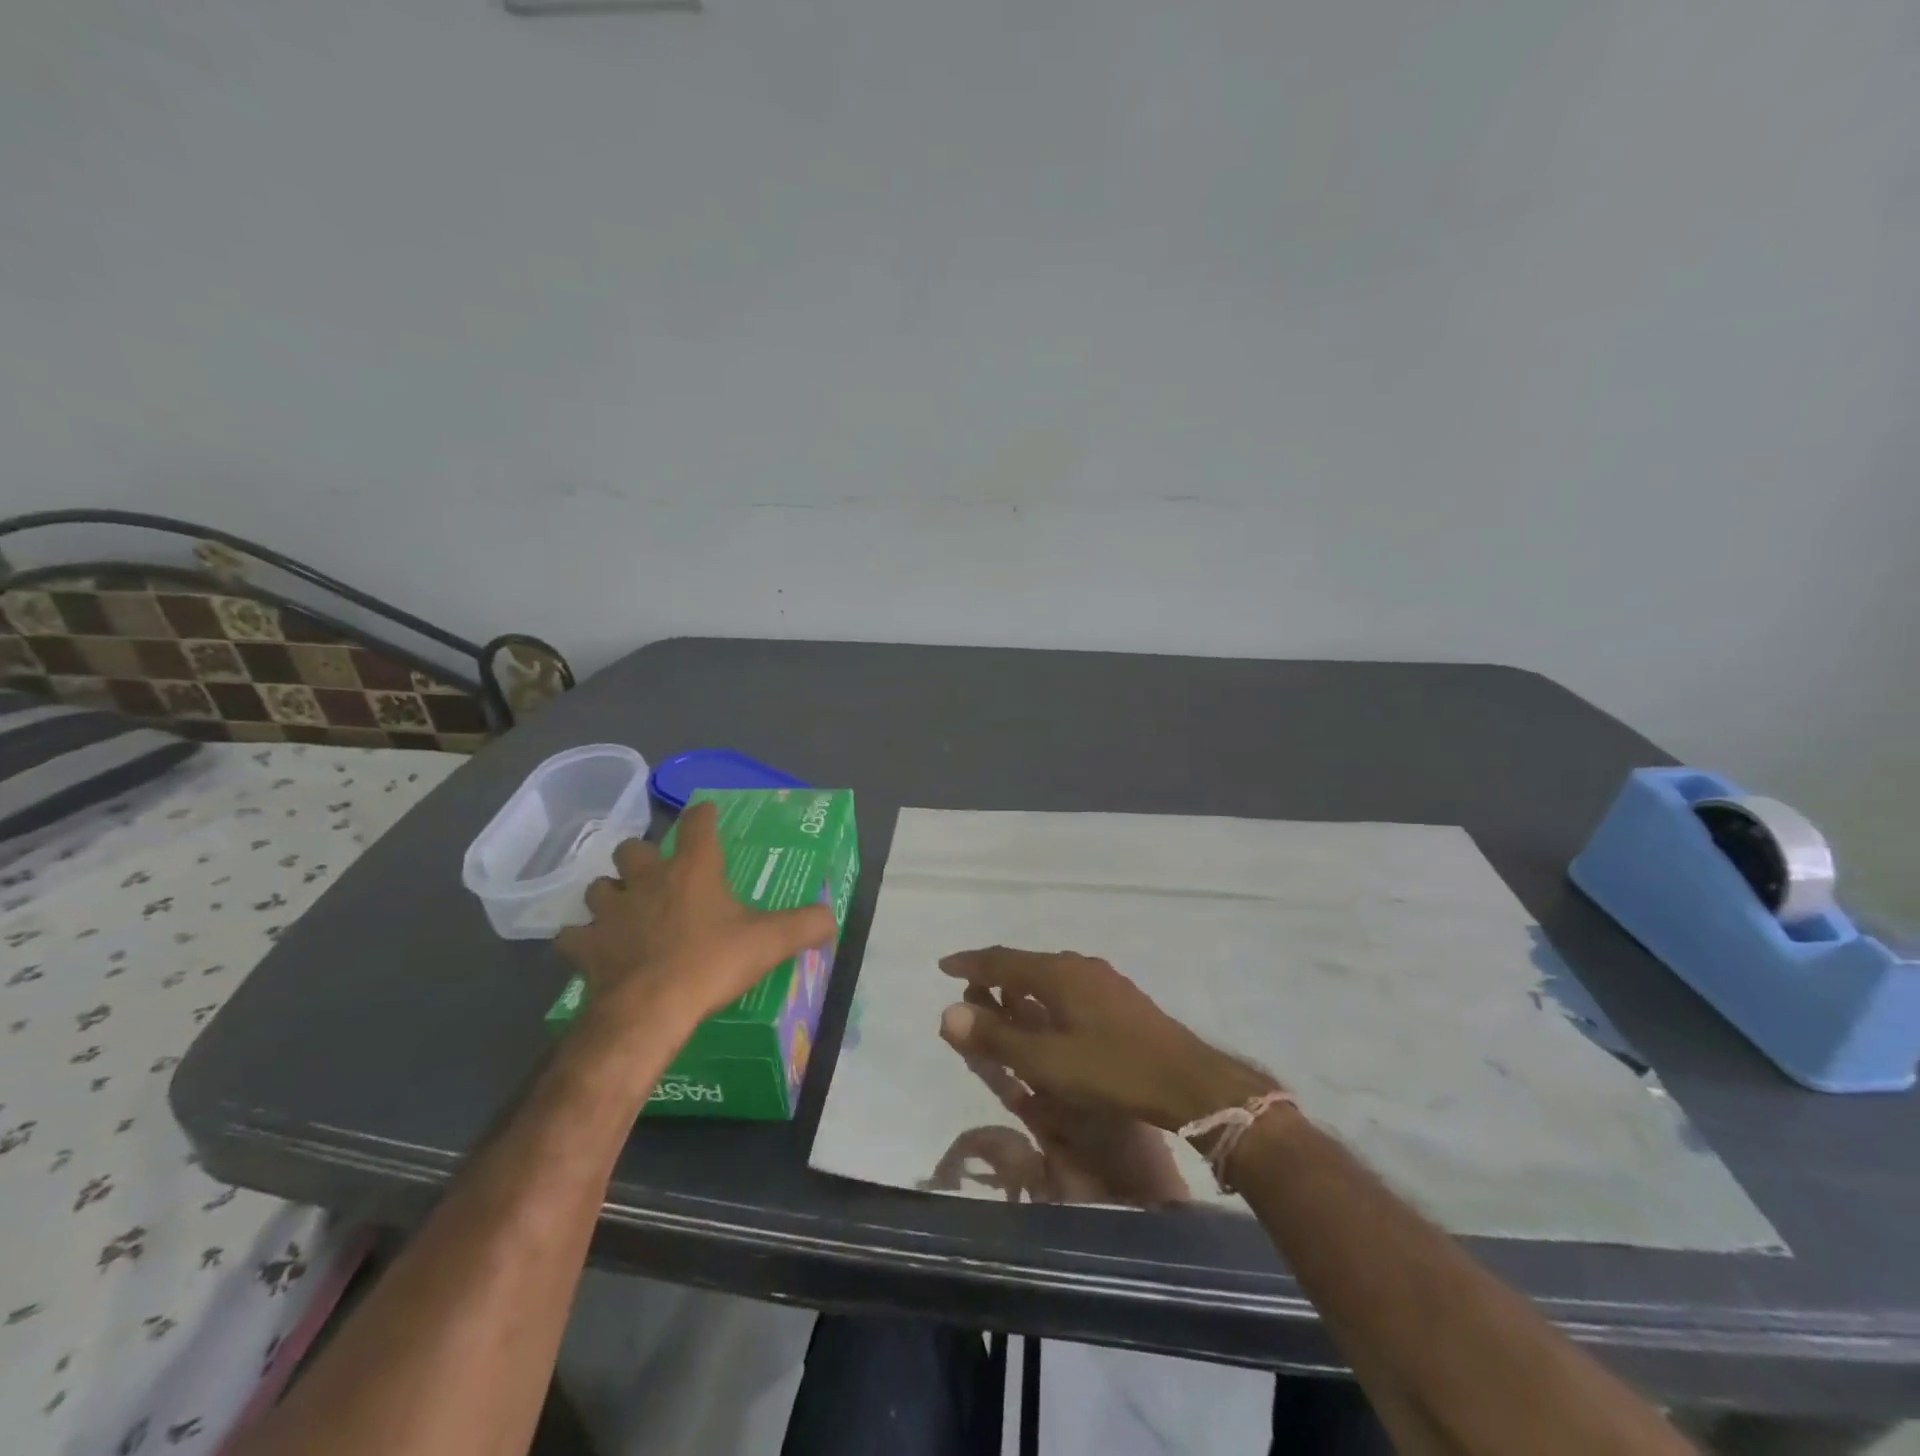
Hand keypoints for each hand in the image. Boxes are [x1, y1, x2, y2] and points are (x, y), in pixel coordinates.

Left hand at [556, 801, 835, 1039]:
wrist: (649, 1010)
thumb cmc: (711, 963)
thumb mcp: (770, 942)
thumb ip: (806, 924)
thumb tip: (831, 918)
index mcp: (694, 870)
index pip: (698, 825)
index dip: (703, 815)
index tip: (706, 811)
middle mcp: (648, 880)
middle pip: (632, 848)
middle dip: (641, 855)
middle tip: (655, 872)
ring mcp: (611, 911)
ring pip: (599, 886)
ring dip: (610, 893)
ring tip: (624, 908)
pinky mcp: (586, 946)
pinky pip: (574, 934)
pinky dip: (582, 937)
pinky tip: (593, 948)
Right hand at [935, 985, 1189, 1206]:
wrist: (1189, 1083)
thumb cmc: (1112, 1071)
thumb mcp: (1046, 1062)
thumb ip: (996, 1038)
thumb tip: (947, 1013)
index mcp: (1058, 973)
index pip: (1001, 961)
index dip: (970, 964)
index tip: (944, 966)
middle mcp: (1079, 966)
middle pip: (1025, 965)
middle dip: (994, 978)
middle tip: (971, 997)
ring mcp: (1104, 981)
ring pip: (1049, 977)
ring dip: (1021, 989)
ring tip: (1004, 1007)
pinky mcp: (1120, 1000)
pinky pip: (1068, 989)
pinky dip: (1045, 999)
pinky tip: (1049, 1020)